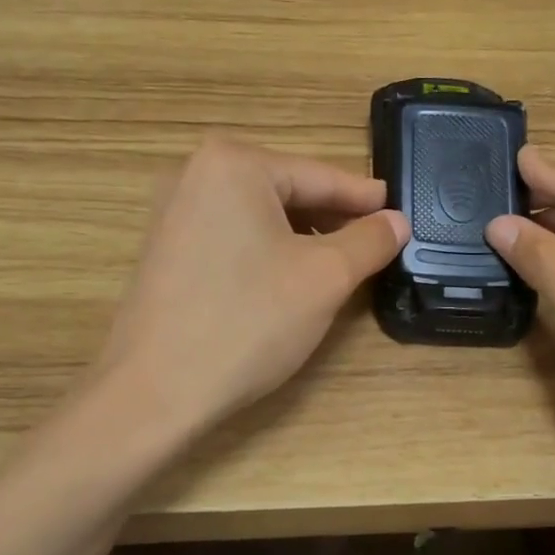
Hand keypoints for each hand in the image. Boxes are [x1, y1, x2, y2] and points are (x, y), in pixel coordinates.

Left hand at [99, 134, 408, 433]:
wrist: (156, 390)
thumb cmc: (249, 321)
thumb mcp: (326, 277)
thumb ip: (369, 241)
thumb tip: (397, 221)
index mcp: (233, 163)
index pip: (319, 176)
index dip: (365, 199)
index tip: (399, 211)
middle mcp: (194, 173)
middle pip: (287, 191)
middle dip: (333, 219)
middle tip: (376, 244)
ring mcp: (173, 212)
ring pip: (260, 217)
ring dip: (304, 238)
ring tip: (341, 265)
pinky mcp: (165, 250)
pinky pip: (233, 237)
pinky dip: (269, 251)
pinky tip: (291, 280)